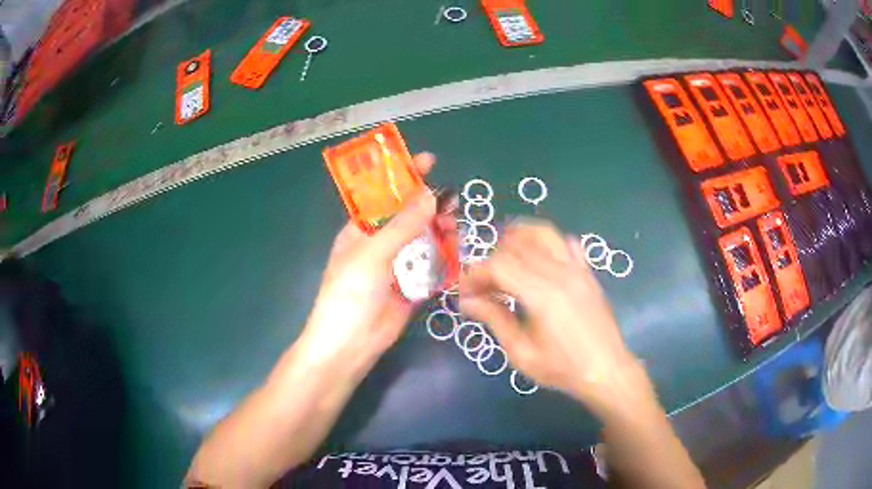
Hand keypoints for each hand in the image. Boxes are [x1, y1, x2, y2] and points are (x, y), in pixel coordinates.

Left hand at [299, 153, 452, 375]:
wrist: (351, 344)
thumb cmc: (349, 293)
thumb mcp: (372, 254)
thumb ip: (403, 226)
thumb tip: (431, 195)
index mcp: (361, 230)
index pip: (385, 195)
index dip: (405, 177)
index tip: (429, 161)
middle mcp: (381, 243)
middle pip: (410, 217)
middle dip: (430, 207)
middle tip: (452, 203)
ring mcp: (398, 265)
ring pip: (425, 240)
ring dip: (440, 233)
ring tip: (454, 230)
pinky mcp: (413, 286)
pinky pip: (432, 266)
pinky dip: (445, 259)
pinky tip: (456, 254)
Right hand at [460, 221, 647, 414]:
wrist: (607, 371)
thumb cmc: (562, 369)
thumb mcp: (522, 353)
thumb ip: (495, 319)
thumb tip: (468, 302)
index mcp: (542, 295)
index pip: (500, 265)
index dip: (477, 274)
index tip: (465, 292)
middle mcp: (560, 273)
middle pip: (518, 246)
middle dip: (492, 259)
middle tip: (483, 284)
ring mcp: (577, 270)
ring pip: (544, 234)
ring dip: (519, 239)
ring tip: (504, 257)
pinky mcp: (587, 273)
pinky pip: (566, 244)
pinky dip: (547, 244)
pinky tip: (538, 260)